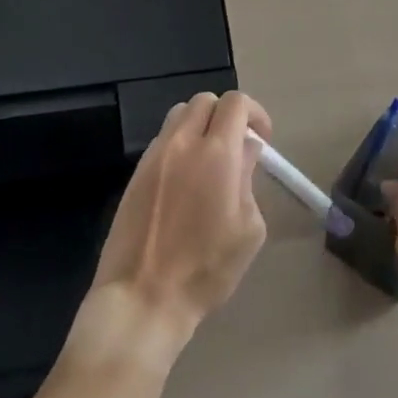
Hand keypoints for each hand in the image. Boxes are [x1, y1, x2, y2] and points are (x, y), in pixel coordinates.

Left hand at [86, 91, 271, 355]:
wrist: (143, 297)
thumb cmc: (206, 269)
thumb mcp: (248, 229)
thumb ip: (249, 179)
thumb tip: (246, 150)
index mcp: (216, 152)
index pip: (235, 103)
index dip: (255, 113)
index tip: (262, 140)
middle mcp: (182, 142)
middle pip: (205, 101)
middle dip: (226, 115)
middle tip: (237, 146)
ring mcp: (154, 155)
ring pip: (179, 115)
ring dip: (200, 125)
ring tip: (210, 159)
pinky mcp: (136, 172)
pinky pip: (162, 140)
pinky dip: (179, 144)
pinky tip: (185, 180)